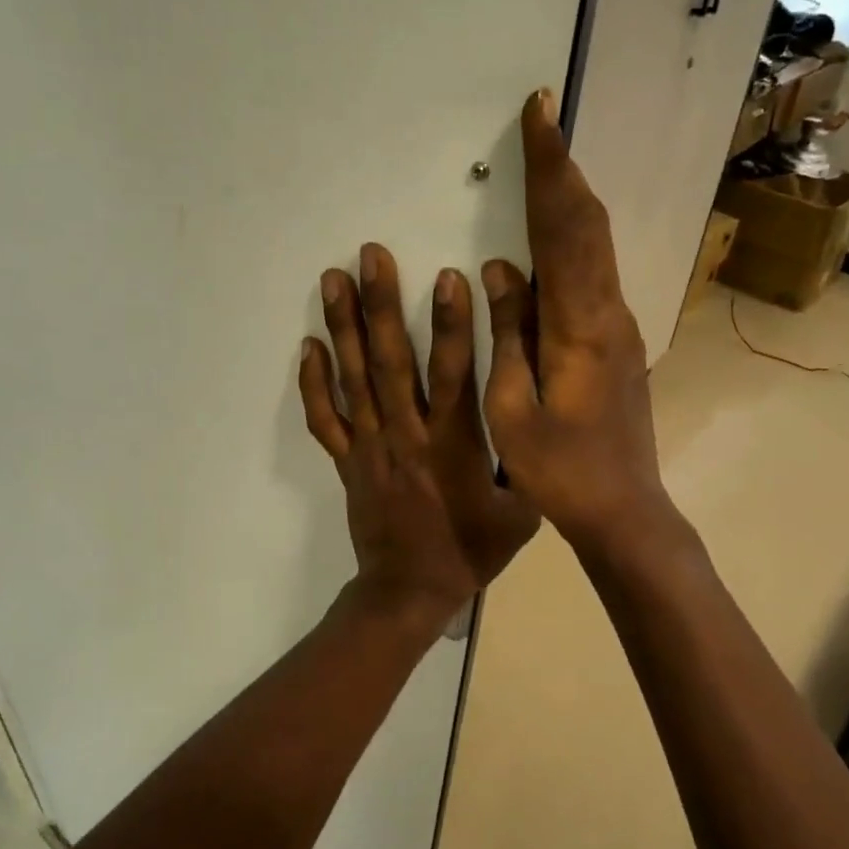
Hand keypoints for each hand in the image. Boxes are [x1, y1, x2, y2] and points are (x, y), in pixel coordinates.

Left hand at [301, 243, 539, 629]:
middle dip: (381, 305)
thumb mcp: (520, 513)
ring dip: (342, 327)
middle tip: (369, 255)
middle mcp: (406, 435)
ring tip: (332, 279)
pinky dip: (313, 383)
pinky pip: (325, 419)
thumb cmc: (470, 551)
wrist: (409, 592)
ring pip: (353, 379)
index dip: (451, 324)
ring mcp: (370, 447)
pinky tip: (306, 346)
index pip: (452, 373)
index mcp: (452, 444)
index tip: (446, 276)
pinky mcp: (347, 462)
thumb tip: (542, 413)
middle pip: (391, 362)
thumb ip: (528, 462)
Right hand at [480, 89, 671, 552]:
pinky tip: (555, 232)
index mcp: (581, 326)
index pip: (564, 229)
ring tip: (546, 161)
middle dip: (563, 168)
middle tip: (542, 120)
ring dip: (571, 198)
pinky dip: (574, 237)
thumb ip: (509, 332)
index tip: (539, 115)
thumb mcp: (514, 408)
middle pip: (589, 224)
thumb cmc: (561, 471)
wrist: (624, 509)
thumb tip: (500, 269)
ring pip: (596, 246)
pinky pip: (593, 273)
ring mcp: (620, 326)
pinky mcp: (618, 341)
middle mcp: (609, 312)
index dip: (550, 170)